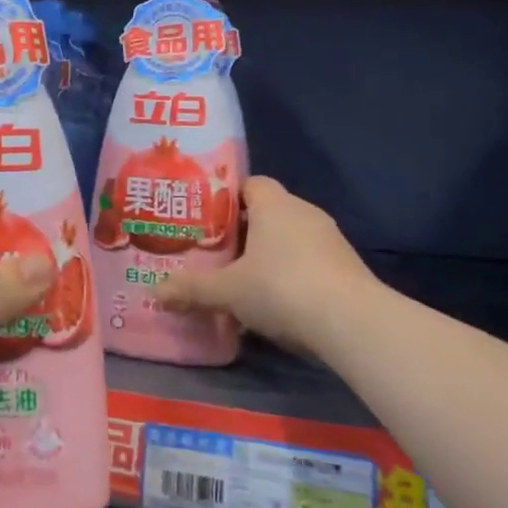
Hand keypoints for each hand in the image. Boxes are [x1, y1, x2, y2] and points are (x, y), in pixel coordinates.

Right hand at [159, 176, 378, 355]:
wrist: (352, 323)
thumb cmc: (281, 288)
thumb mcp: (227, 292)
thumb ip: (191, 289)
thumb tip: (154, 292)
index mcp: (275, 205)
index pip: (251, 184)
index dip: (228, 197)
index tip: (206, 219)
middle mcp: (305, 213)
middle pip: (268, 213)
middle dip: (243, 232)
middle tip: (215, 252)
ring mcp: (330, 240)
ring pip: (290, 240)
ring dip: (268, 256)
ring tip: (241, 280)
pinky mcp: (346, 268)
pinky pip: (309, 263)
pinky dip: (291, 276)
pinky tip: (274, 303)